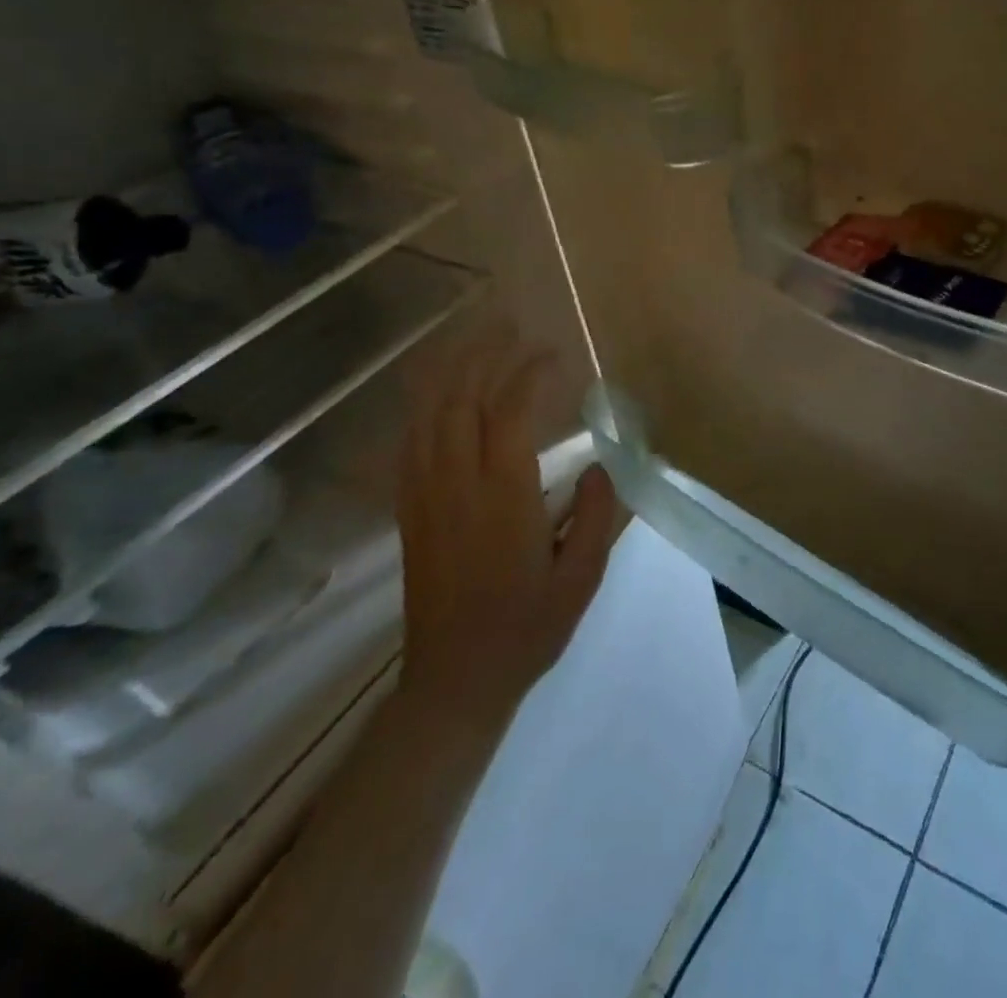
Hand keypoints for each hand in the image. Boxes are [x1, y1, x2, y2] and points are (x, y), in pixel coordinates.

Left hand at [394, 326, 621, 723]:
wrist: (455, 681)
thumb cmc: (527, 629)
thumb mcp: (581, 578)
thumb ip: (595, 515)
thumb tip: (597, 464)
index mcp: (503, 497)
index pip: (510, 413)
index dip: (529, 373)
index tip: (553, 353)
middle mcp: (457, 485)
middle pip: (462, 400)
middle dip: (485, 354)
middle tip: (510, 326)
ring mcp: (425, 496)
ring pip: (430, 416)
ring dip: (451, 372)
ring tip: (474, 342)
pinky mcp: (409, 512)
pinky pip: (410, 444)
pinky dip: (425, 408)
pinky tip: (438, 396)